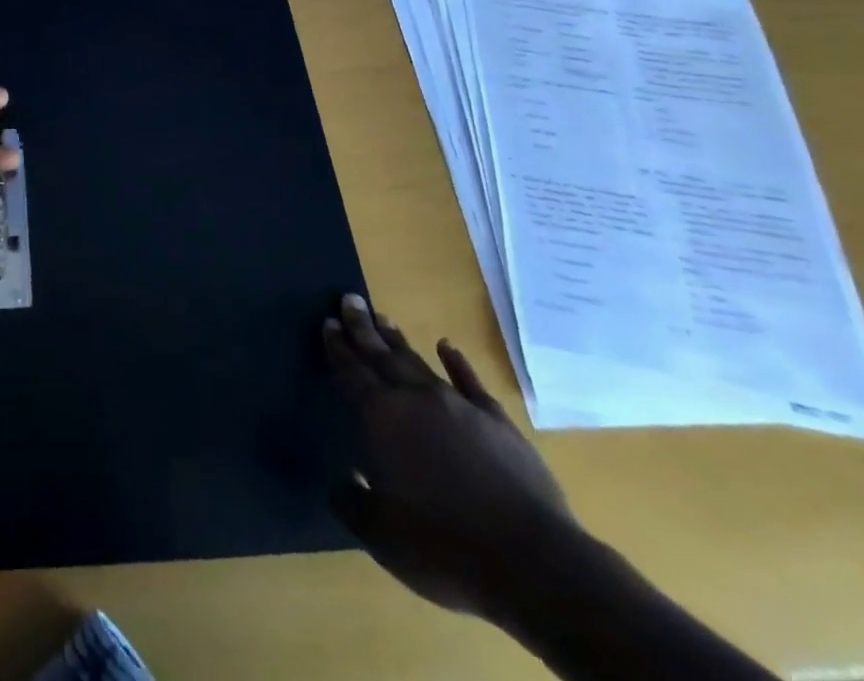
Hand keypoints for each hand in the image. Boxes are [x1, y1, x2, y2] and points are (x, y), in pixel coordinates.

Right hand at [325, 294, 581, 623]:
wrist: (534, 563)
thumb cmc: (445, 547)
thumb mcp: (381, 535)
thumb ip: (352, 501)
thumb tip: (341, 480)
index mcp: (381, 418)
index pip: (351, 373)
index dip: (338, 347)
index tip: (328, 321)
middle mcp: (415, 400)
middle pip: (382, 355)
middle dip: (363, 327)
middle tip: (350, 299)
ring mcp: (459, 407)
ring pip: (419, 363)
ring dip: (398, 341)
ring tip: (383, 318)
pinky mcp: (497, 422)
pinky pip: (470, 382)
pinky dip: (457, 362)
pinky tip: (448, 347)